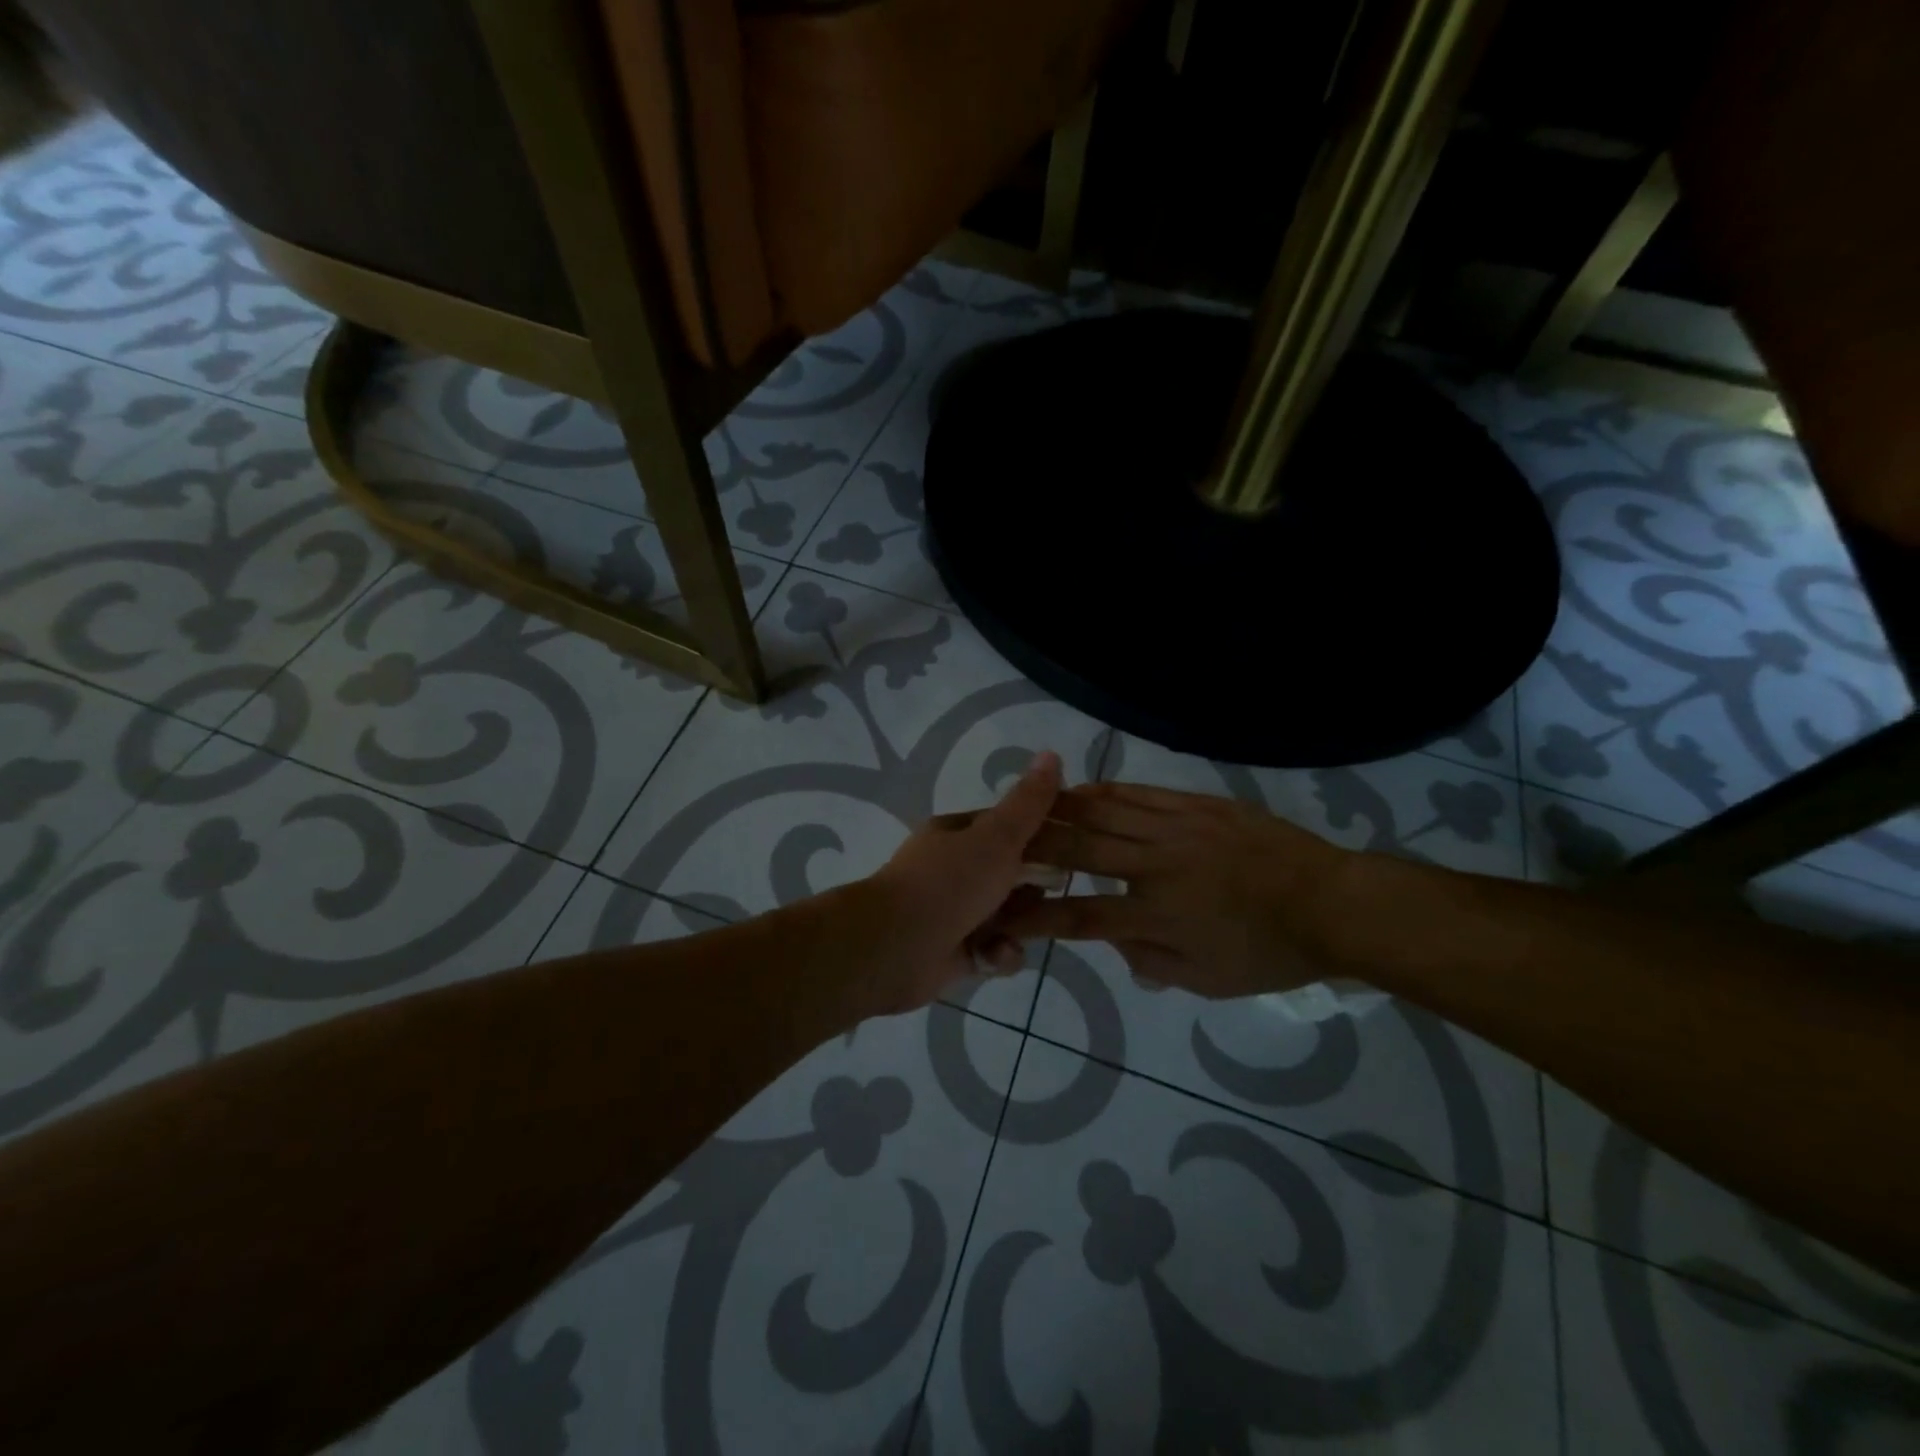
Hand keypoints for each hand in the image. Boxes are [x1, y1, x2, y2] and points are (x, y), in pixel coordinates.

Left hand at [852, 751, 1064, 1017]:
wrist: (894, 949)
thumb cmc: (948, 883)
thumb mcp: (996, 837)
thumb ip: (1028, 803)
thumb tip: (1051, 753)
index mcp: (957, 834)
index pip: (1008, 826)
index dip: (1041, 834)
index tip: (1075, 845)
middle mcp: (953, 870)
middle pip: (1012, 874)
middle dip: (1033, 888)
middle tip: (1049, 894)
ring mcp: (953, 912)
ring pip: (1008, 916)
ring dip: (1018, 927)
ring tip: (1014, 933)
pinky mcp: (956, 953)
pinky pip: (994, 950)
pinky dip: (998, 955)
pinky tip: (992, 956)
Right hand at [1003, 781, 1353, 999]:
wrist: (1331, 903)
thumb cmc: (1269, 952)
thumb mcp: (1207, 980)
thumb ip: (1151, 963)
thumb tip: (1114, 942)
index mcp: (1156, 917)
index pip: (1080, 916)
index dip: (1036, 917)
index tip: (1005, 915)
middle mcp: (1155, 867)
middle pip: (1078, 852)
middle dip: (1032, 846)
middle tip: (999, 841)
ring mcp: (1176, 829)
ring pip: (1103, 813)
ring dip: (1059, 810)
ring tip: (1029, 807)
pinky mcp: (1196, 805)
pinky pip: (1140, 794)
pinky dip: (1105, 792)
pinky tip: (1082, 789)